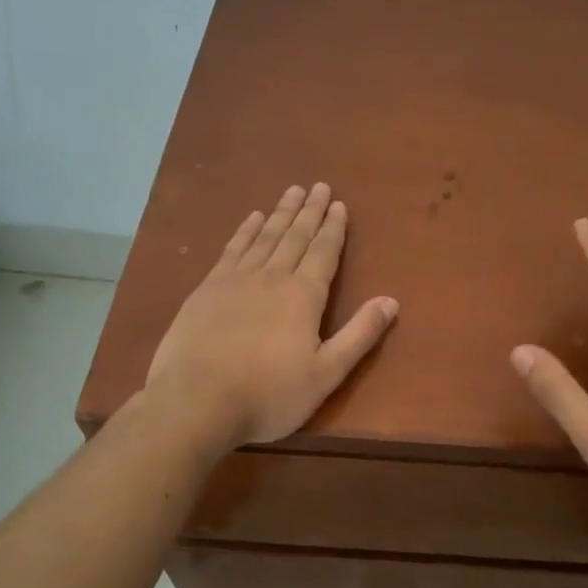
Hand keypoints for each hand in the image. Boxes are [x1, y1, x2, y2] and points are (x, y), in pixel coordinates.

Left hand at [144, 183, 397, 449]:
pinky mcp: (206, 289)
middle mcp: (272, 277)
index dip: (333, 228)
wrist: (196, 401)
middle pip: (295, 237)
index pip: (324, 252)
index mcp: (304, 296)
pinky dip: (245, 231)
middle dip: (310, 211)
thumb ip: (359, 335)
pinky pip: (233, 249)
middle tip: (318, 186)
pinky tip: (252, 219)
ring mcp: (235, 280)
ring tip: (292, 192)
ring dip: (281, 213)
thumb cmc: (268, 395)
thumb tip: (391, 301)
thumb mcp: (326, 373)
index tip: (338, 204)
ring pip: (265, 237)